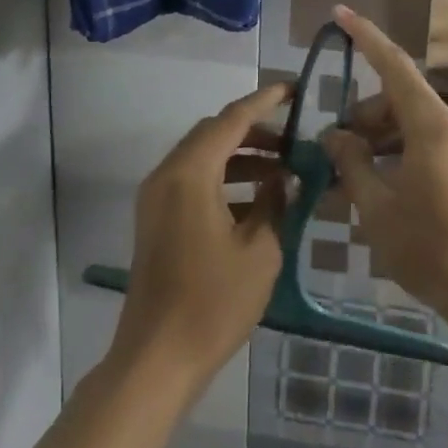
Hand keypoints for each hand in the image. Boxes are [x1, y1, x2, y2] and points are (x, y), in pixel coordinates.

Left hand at [107, 83, 290, 398]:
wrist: (156, 359)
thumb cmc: (213, 302)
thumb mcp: (260, 250)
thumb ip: (275, 202)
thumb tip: (283, 177)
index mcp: (190, 173)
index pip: (232, 120)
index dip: (264, 101)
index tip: (292, 89)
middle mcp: (167, 175)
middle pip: (213, 133)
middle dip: (254, 131)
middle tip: (292, 140)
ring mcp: (156, 198)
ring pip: (202, 157)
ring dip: (240, 156)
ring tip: (280, 171)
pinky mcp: (155, 220)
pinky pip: (192, 181)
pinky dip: (222, 178)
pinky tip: (254, 201)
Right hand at [322, 6, 447, 333]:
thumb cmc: (430, 246)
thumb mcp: (377, 206)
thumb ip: (352, 163)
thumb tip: (335, 136)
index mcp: (432, 125)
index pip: (394, 65)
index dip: (366, 37)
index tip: (341, 13)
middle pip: (401, 100)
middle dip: (364, 113)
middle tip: (333, 143)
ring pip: (413, 127)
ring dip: (379, 139)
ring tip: (349, 172)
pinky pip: (427, 149)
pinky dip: (398, 156)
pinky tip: (377, 188)